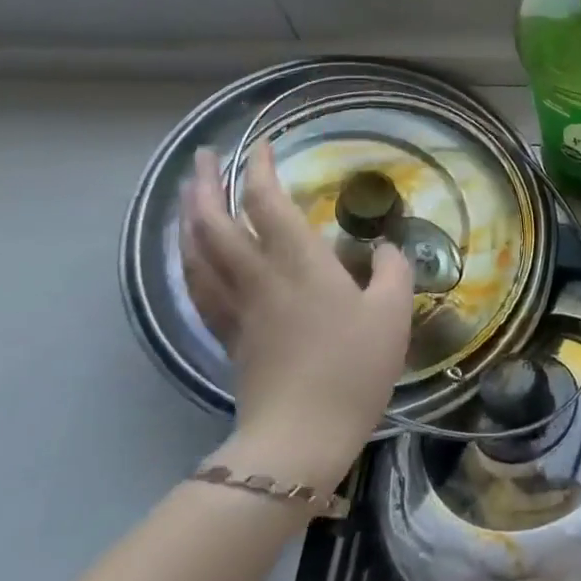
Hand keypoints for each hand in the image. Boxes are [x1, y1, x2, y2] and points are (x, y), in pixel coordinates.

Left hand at [180, 144, 414, 489]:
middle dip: (206, 184)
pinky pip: (199, 287)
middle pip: (215, 222)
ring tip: (188, 196)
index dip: (260, 168)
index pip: (267, 202)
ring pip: (198, 253)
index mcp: (299, 263)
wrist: (302, 436)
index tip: (261, 144)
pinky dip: (190, 261)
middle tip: (203, 158)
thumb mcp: (392, 314)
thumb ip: (392, 271)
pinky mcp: (228, 336)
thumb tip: (386, 249)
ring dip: (188, 217)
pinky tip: (191, 257)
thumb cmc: (353, 368)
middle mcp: (258, 276)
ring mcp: (237, 307)